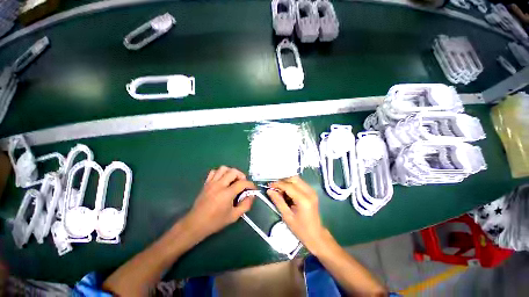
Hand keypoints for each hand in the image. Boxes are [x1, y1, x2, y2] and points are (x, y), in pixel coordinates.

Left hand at [185, 166, 255, 238]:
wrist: (196, 224)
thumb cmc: (215, 221)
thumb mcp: (234, 216)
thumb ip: (245, 205)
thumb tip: (251, 196)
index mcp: (227, 194)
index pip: (242, 183)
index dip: (250, 184)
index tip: (253, 188)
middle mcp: (219, 185)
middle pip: (233, 171)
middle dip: (241, 176)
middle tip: (242, 184)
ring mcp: (211, 183)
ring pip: (223, 168)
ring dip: (231, 172)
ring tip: (233, 180)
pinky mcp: (206, 183)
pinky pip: (214, 172)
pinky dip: (220, 173)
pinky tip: (222, 180)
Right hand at [267, 176, 327, 252]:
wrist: (316, 235)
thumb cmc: (301, 229)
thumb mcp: (287, 216)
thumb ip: (278, 201)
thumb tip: (269, 190)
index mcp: (304, 199)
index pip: (288, 186)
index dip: (277, 184)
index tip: (269, 186)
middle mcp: (309, 192)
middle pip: (294, 179)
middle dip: (283, 181)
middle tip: (275, 189)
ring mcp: (312, 191)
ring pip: (297, 180)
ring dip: (287, 183)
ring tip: (280, 192)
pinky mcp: (312, 192)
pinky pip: (300, 183)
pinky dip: (292, 185)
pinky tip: (287, 193)